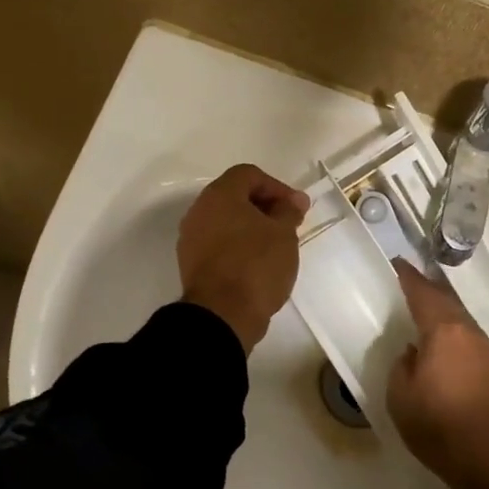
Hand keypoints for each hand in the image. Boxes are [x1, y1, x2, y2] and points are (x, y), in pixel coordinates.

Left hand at [178, 164, 309, 352]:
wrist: (223, 314)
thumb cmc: (256, 265)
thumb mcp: (284, 234)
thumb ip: (289, 210)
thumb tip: (293, 201)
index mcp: (219, 195)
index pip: (249, 175)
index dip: (277, 187)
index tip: (297, 208)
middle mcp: (199, 211)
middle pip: (235, 196)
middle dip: (265, 207)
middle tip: (289, 224)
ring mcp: (191, 238)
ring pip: (226, 221)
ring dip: (251, 227)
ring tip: (276, 245)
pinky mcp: (191, 263)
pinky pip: (218, 243)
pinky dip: (238, 245)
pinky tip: (258, 263)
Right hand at [387, 259, 488, 488]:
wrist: (488, 458)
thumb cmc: (437, 424)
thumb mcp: (400, 395)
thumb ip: (403, 365)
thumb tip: (413, 352)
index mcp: (444, 331)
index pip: (423, 294)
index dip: (409, 277)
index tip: (398, 263)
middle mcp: (469, 333)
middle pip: (447, 302)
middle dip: (429, 290)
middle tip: (411, 283)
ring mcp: (486, 351)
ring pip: (462, 320)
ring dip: (444, 312)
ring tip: (427, 311)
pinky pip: (470, 339)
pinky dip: (454, 333)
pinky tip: (446, 344)